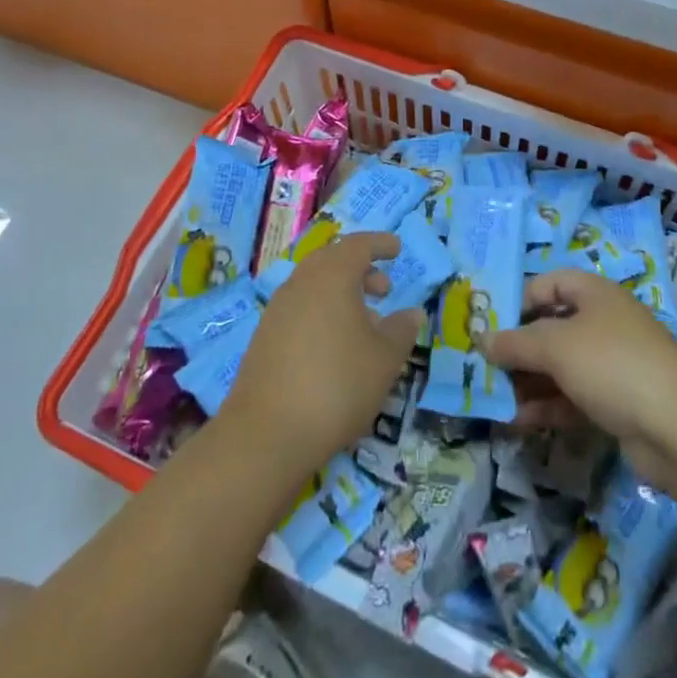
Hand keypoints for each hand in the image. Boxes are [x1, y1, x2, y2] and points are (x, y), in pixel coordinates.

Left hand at [222, 232, 421, 470]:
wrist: (267, 433)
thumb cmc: (337, 385)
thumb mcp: (384, 360)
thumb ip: (401, 331)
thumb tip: (412, 313)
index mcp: (331, 276)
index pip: (358, 245)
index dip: (379, 244)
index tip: (396, 249)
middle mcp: (301, 283)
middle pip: (332, 261)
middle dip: (360, 270)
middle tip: (383, 289)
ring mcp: (278, 309)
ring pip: (314, 286)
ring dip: (340, 294)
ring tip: (364, 324)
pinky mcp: (264, 337)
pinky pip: (300, 309)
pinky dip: (322, 313)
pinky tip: (335, 348)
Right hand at [481, 268, 676, 492]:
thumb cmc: (611, 365)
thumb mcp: (555, 346)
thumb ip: (515, 343)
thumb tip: (481, 339)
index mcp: (596, 294)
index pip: (550, 282)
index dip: (521, 299)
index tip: (494, 324)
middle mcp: (605, 323)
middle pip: (553, 327)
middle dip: (520, 348)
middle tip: (488, 367)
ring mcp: (614, 364)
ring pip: (561, 366)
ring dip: (529, 381)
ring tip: (497, 399)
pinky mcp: (618, 402)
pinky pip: (574, 397)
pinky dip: (548, 406)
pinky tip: (520, 421)